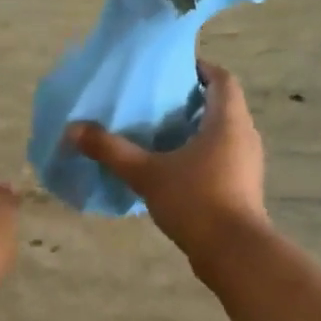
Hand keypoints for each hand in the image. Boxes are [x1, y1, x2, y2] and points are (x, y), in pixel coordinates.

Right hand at [66, 61, 267, 264]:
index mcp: (228, 121)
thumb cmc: (195, 200)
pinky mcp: (243, 188)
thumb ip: (111, 150)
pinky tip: (173, 169)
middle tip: (157, 101)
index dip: (201, 68)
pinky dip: (201, 155)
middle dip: (192, 100)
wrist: (233, 252)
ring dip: (196, 130)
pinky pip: (222, 159)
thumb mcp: (146, 173)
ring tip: (160, 134)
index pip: (222, 78)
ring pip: (222, 134)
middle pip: (222, 105)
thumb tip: (73, 129)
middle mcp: (244, 136)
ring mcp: (247, 164)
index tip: (172, 69)